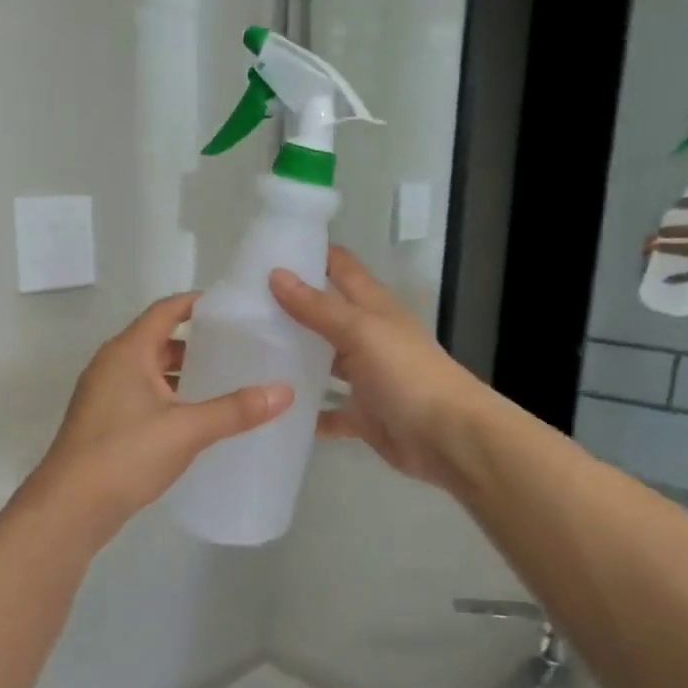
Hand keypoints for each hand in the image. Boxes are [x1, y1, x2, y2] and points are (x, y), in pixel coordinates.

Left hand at [29, 292, 291, 530]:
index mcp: (127, 352)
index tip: (233, 308)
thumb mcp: (187, 429)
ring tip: (226, 382)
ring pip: (151, 372)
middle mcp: (112, 365)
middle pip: (159, 340)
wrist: (70, 509)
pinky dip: (170, 398)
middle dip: (197, 343)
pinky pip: (143, 397)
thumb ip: (235, 410)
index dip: (197, 304)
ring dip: (184, 374)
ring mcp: (104, 396)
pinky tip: (197, 419)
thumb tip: (284, 392)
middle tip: (239, 348)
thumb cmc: (125, 454)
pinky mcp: (104, 424)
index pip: (165, 311)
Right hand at [269, 248, 490, 487]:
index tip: (268, 250)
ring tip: (247, 355)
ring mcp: (365, 377)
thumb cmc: (408, 374)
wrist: (448, 438)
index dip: (311, 254)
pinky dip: (307, 412)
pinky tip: (274, 410)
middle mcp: (368, 337)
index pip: (340, 268)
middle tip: (239, 305)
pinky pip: (328, 411)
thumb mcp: (362, 332)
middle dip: (290, 308)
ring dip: (294, 359)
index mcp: (373, 307)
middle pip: (326, 314)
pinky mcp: (362, 414)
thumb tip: (276, 274)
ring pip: (323, 362)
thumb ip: (318, 307)